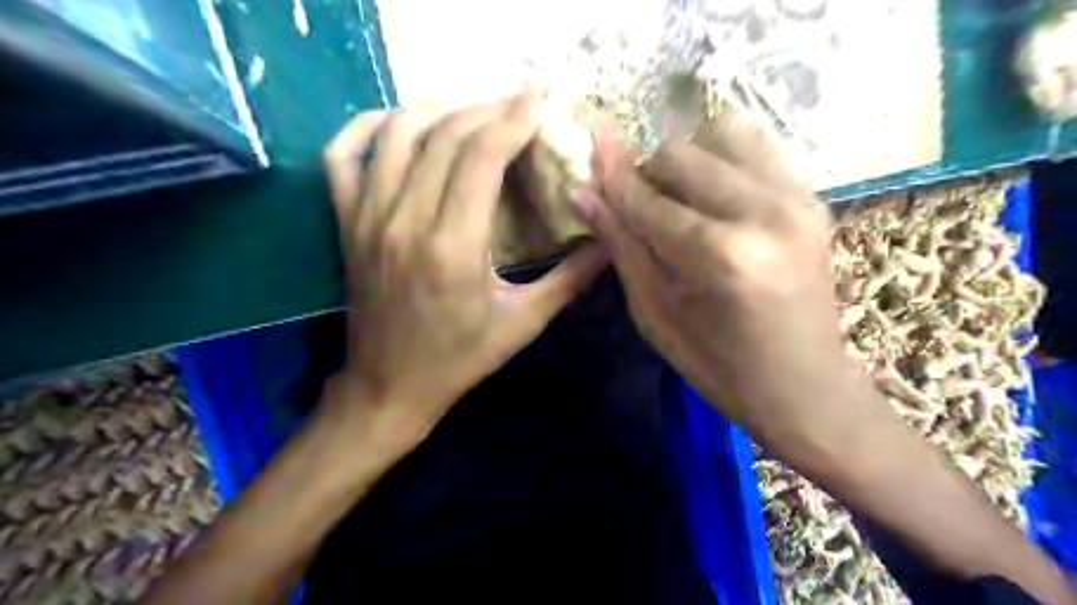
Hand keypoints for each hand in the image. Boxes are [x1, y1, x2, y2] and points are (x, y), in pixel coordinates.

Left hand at [321, 92, 604, 435]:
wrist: (389, 385)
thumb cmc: (460, 358)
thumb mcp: (524, 323)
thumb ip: (570, 278)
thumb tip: (611, 239)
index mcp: (453, 248)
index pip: (480, 157)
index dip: (512, 120)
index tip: (538, 102)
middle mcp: (405, 221)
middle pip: (444, 136)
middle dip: (486, 110)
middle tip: (517, 107)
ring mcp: (367, 217)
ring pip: (398, 133)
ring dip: (439, 108)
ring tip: (473, 110)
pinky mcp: (345, 221)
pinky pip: (344, 153)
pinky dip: (370, 124)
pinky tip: (402, 123)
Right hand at [572, 111, 891, 462]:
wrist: (807, 388)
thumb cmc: (720, 367)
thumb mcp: (657, 316)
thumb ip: (622, 247)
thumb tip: (583, 194)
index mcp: (720, 257)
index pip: (648, 200)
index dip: (612, 179)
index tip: (588, 156)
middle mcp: (764, 213)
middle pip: (681, 152)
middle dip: (647, 173)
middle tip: (640, 208)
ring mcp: (797, 199)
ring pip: (722, 132)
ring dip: (687, 159)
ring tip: (681, 200)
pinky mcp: (813, 197)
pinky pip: (756, 147)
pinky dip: (722, 161)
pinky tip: (714, 199)